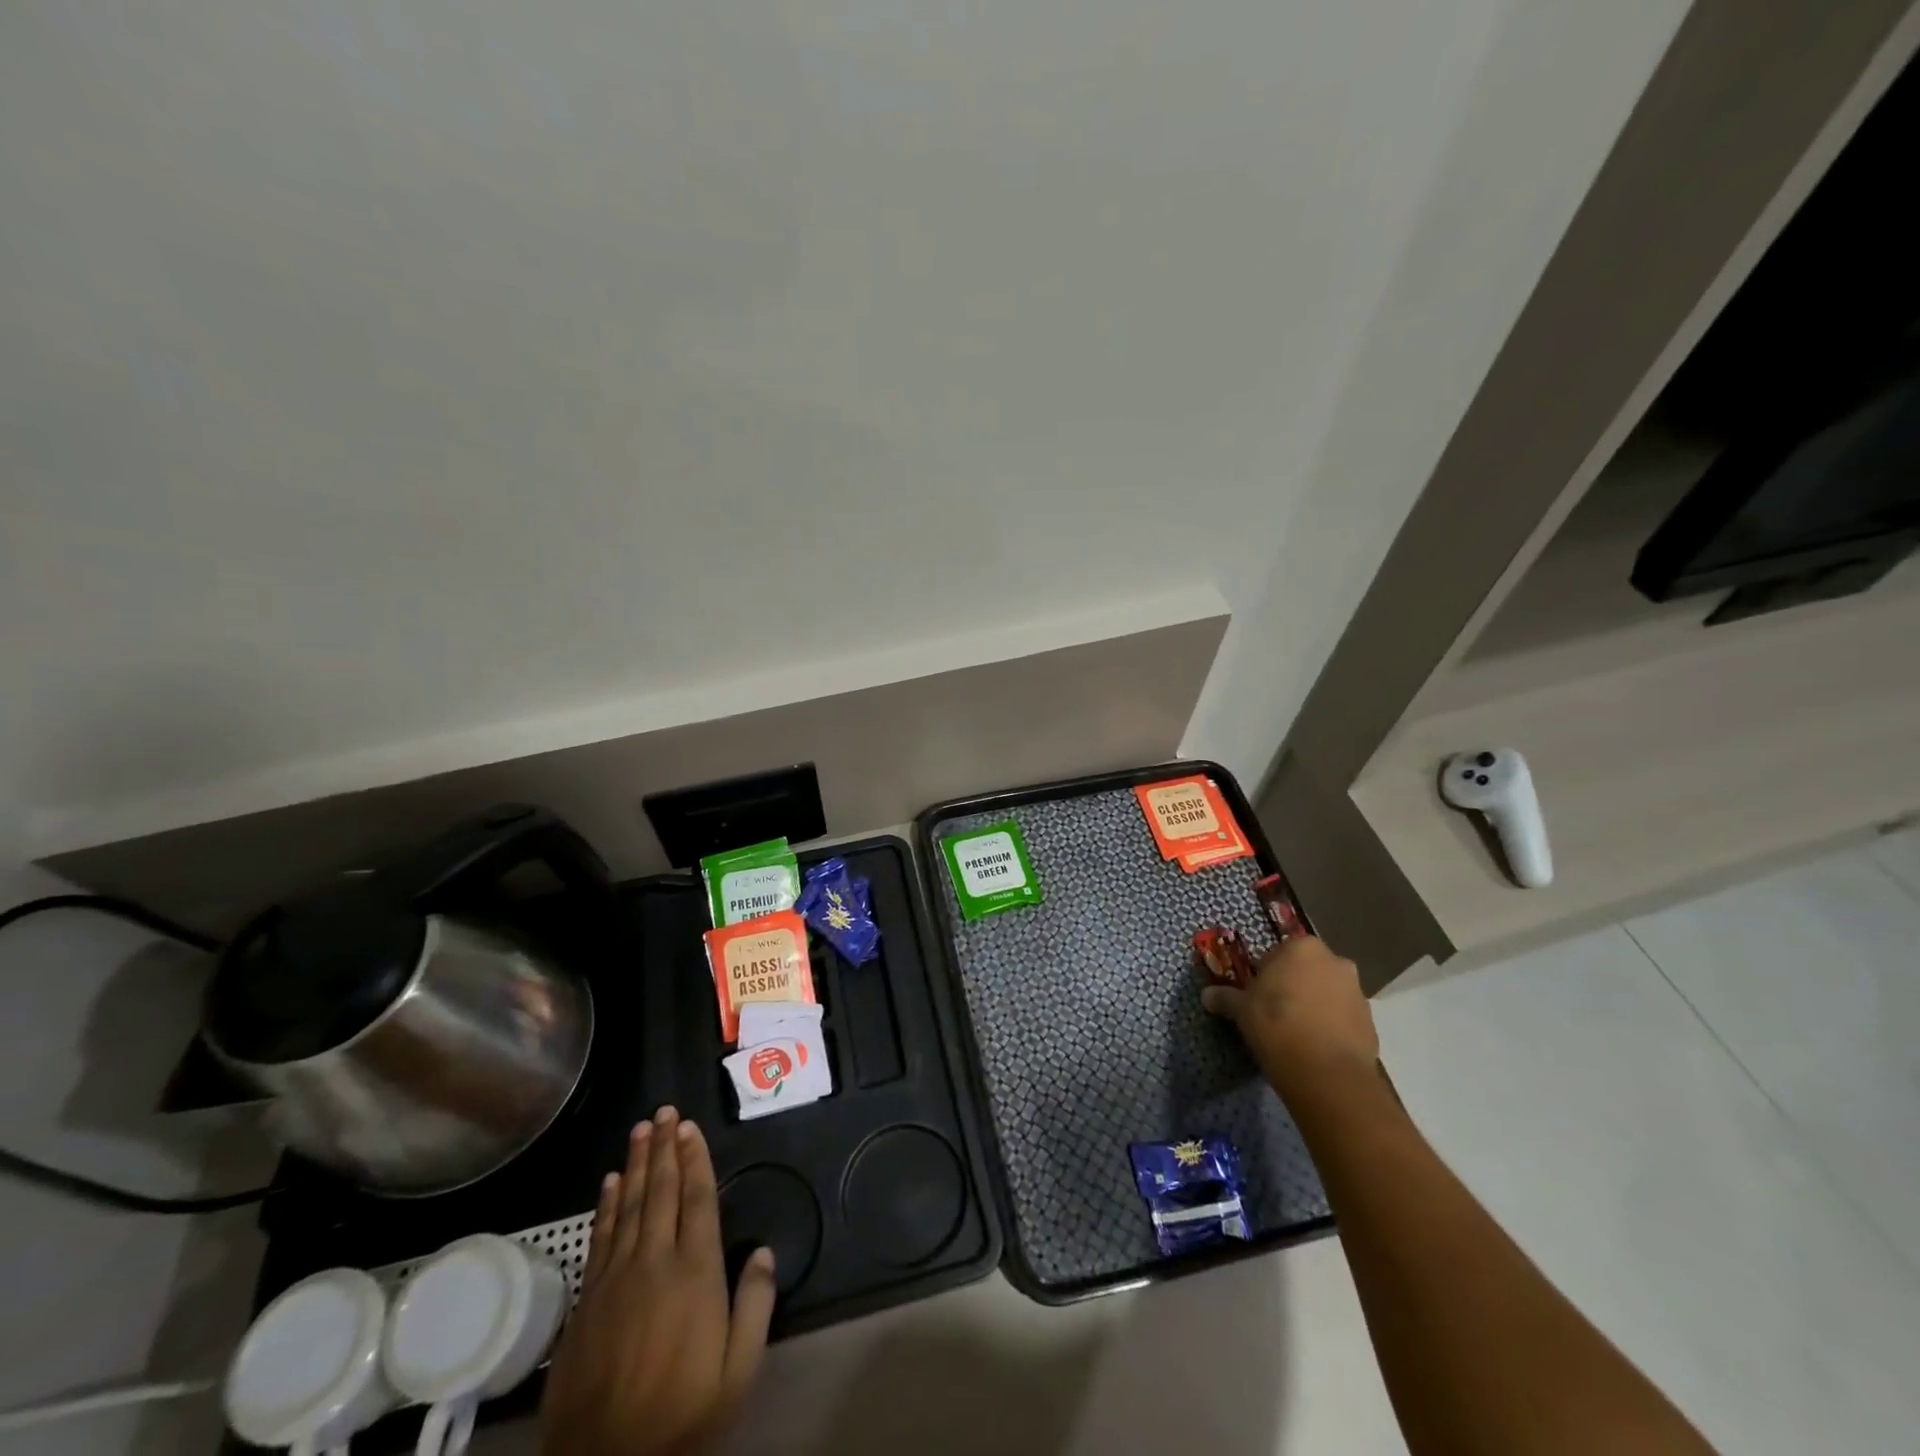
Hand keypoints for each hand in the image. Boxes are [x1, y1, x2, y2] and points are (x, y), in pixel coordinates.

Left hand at [539, 1106, 775, 1455]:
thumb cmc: (684, 1414)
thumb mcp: (739, 1370)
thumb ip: (755, 1305)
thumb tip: (764, 1250)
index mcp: (696, 1273)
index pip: (697, 1199)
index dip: (694, 1159)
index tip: (689, 1127)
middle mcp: (655, 1262)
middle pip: (661, 1191)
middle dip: (664, 1148)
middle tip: (664, 1112)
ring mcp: (616, 1279)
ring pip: (629, 1205)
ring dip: (636, 1164)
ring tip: (641, 1130)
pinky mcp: (588, 1300)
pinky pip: (600, 1236)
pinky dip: (606, 1204)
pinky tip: (610, 1181)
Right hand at [1201, 935, 1378, 1101]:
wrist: (1325, 1073)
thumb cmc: (1276, 1024)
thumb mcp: (1241, 1009)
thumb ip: (1225, 997)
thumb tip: (1206, 996)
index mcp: (1302, 948)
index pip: (1278, 952)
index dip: (1265, 973)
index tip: (1256, 994)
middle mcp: (1335, 962)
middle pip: (1307, 970)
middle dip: (1294, 985)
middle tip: (1275, 1011)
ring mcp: (1358, 993)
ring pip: (1328, 994)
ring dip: (1314, 1006)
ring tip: (1296, 1033)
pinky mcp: (1371, 1023)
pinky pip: (1343, 1018)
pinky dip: (1331, 1027)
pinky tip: (1314, 1048)